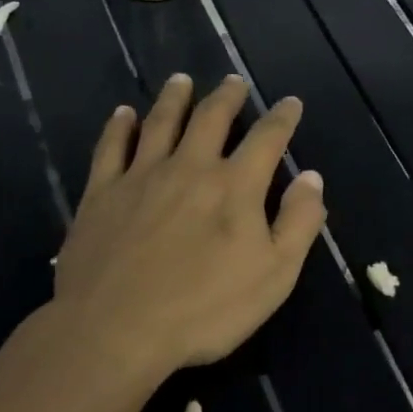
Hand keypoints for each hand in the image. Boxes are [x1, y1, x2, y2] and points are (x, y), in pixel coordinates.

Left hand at [49, 74, 326, 379]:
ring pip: (160, 124)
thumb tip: (311, 178)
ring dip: (174, 99)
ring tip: (182, 80)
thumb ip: (298, 222)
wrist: (114, 331)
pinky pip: (110, 149)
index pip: (267, 139)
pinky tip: (123, 113)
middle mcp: (190, 168)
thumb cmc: (205, 309)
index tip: (291, 102)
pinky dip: (118, 127)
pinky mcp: (101, 195)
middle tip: (233, 81)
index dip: (282, 118)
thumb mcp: (275, 275)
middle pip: (211, 119)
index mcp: (235, 186)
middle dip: (227, 97)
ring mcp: (141, 177)